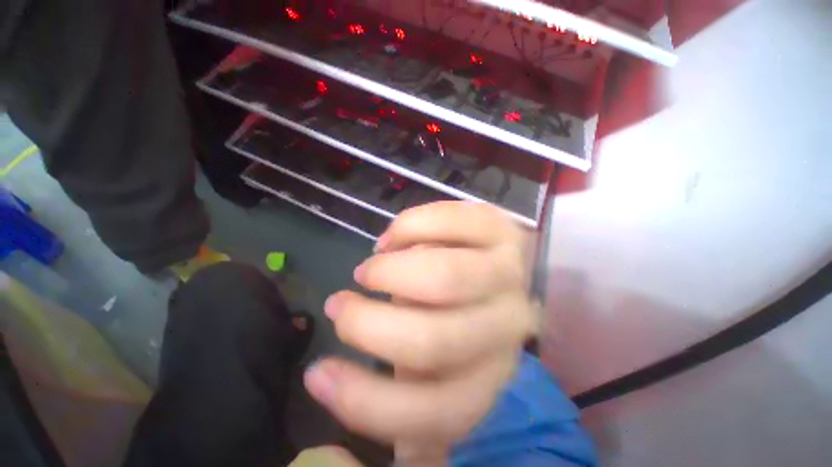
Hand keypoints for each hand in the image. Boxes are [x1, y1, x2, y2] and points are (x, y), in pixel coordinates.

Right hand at [304, 202, 537, 462]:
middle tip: (339, 305)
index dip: (363, 400)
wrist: (500, 273)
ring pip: (446, 276)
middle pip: (433, 341)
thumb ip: (397, 379)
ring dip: (390, 271)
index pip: (429, 411)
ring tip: (369, 268)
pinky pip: (453, 221)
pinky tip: (394, 237)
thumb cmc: (460, 321)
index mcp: (485, 377)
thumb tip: (331, 364)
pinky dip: (410, 226)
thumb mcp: (431, 364)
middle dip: (367, 324)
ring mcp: (508, 275)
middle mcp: (504, 331)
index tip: (316, 374)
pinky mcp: (502, 230)